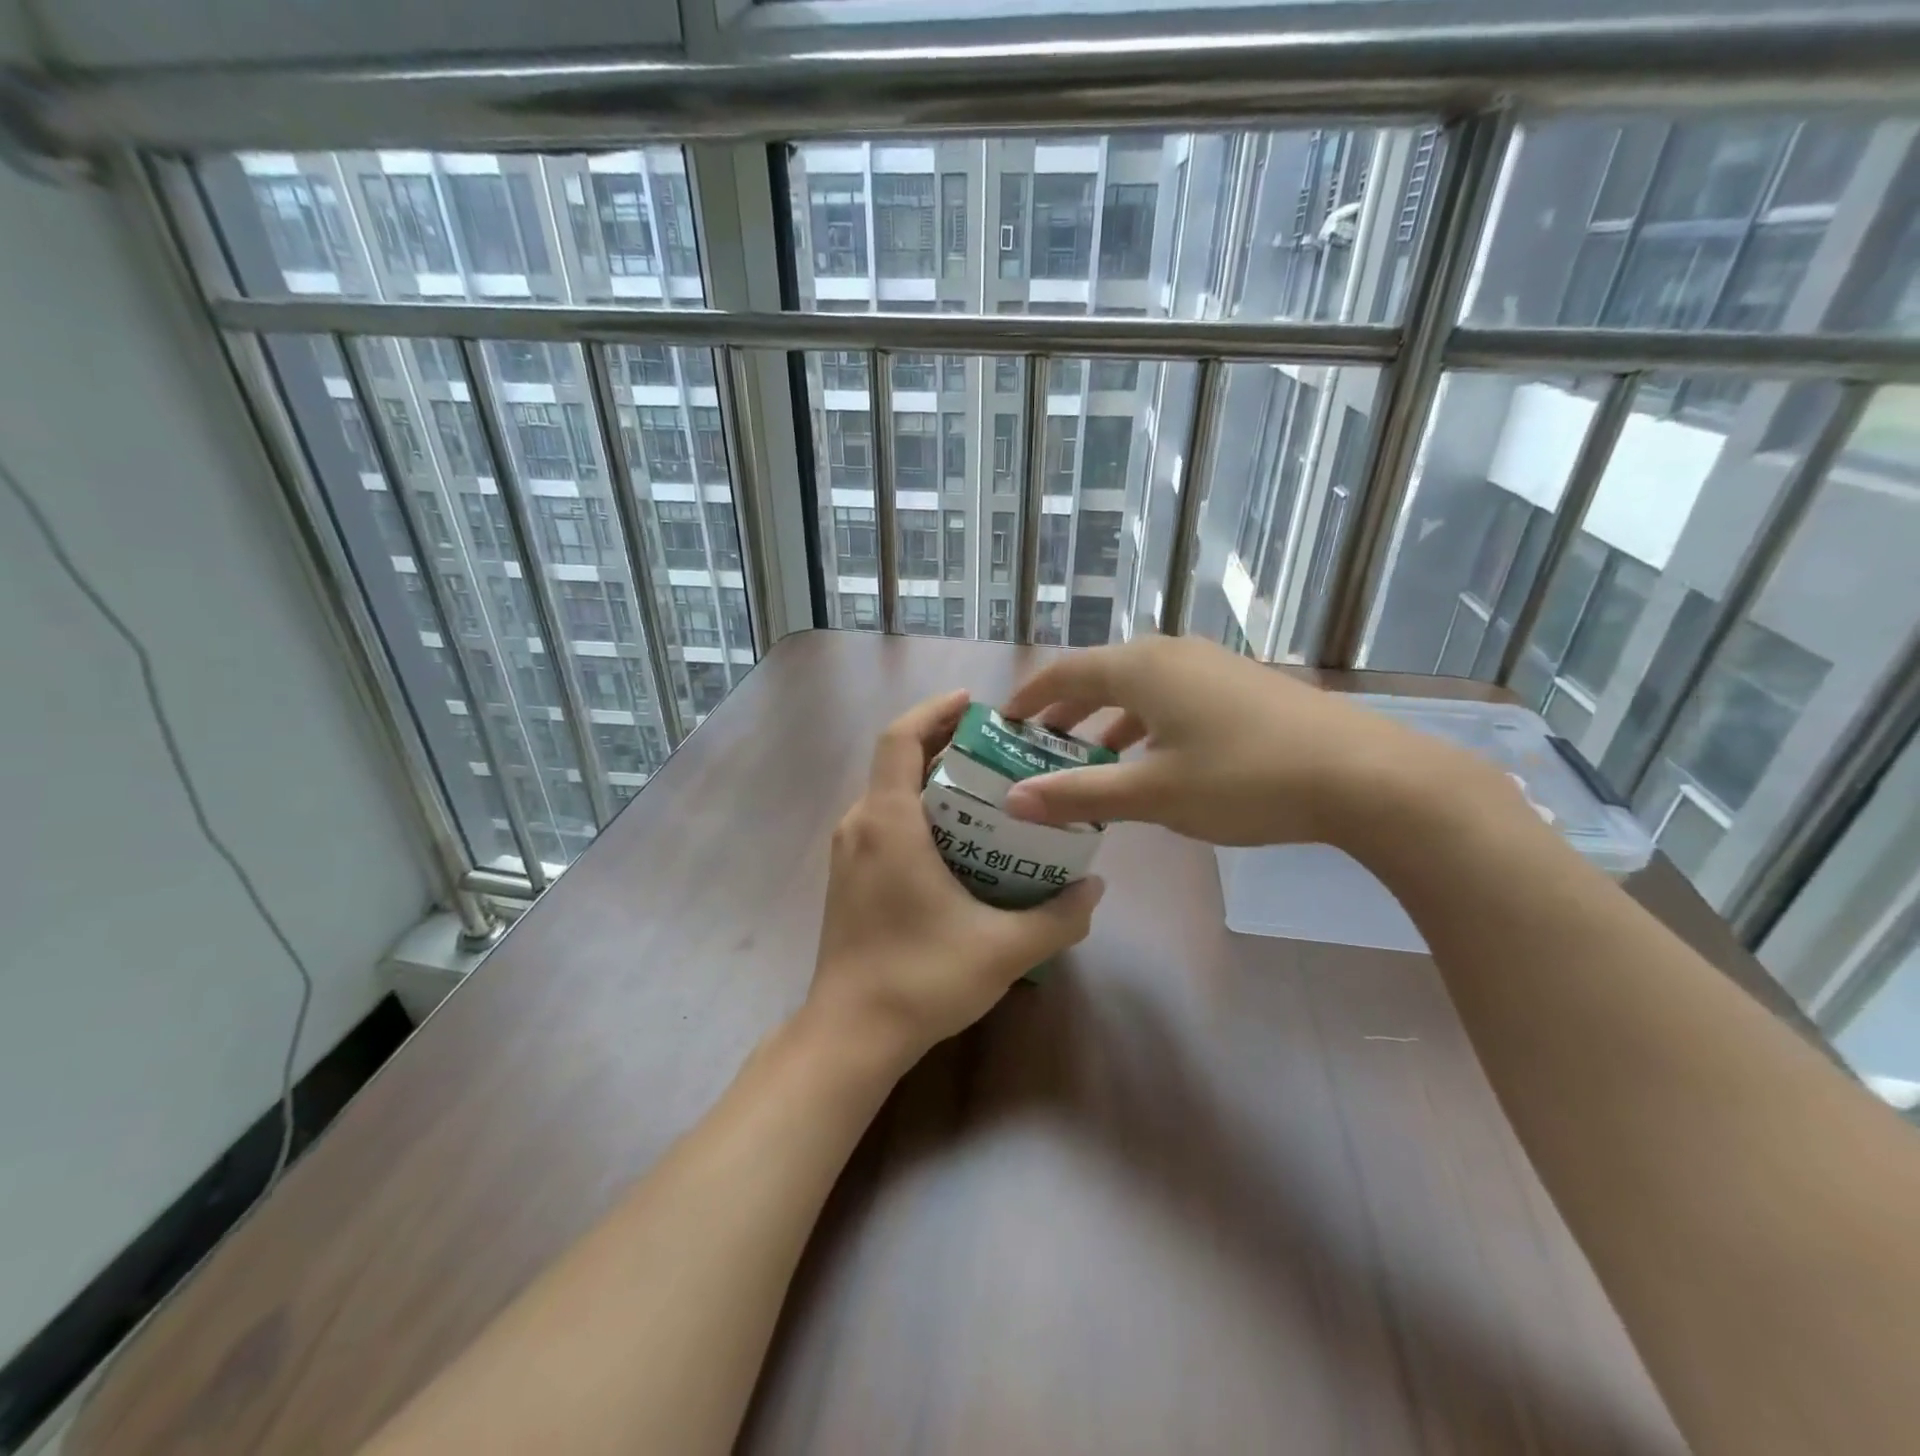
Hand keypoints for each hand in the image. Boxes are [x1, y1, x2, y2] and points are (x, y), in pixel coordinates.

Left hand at [805, 689, 1104, 1070]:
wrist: (851, 1035)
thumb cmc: (921, 979)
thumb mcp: (1004, 949)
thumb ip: (1058, 917)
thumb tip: (1095, 887)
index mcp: (887, 823)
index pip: (900, 739)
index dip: (934, 711)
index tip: (973, 704)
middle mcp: (859, 826)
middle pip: (897, 760)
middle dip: (943, 744)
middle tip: (997, 749)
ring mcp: (847, 853)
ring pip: (889, 792)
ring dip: (931, 779)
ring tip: (984, 788)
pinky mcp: (847, 877)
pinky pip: (882, 821)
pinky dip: (917, 810)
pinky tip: (957, 839)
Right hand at [1000, 636, 1483, 848]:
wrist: (1362, 774)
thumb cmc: (1243, 778)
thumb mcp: (1153, 794)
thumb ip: (1078, 794)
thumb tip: (1012, 801)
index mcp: (1141, 668)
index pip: (1065, 672)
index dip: (1030, 697)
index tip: (1004, 722)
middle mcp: (1171, 653)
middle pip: (1101, 675)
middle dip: (1066, 711)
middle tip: (1038, 745)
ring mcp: (1211, 665)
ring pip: (1139, 687)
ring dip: (1107, 719)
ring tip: (1089, 756)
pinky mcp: (1241, 685)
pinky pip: (1172, 696)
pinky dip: (1145, 722)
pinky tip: (1152, 758)